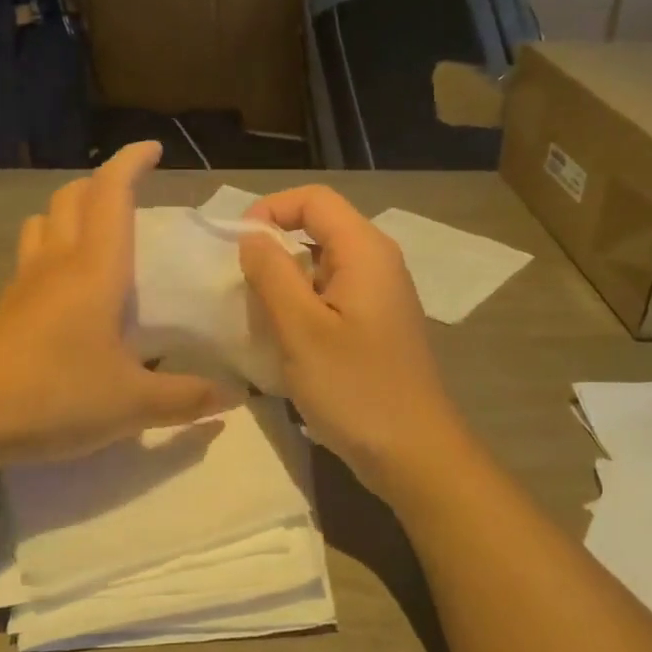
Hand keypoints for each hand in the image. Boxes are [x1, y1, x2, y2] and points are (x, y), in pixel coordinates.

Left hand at [0, 142, 231, 465]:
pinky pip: (31, 258)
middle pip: (72, 197)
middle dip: (102, 182)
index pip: (111, 193)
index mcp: (95, 269)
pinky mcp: (4, 310)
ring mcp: (24, 284)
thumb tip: (232, 396)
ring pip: (44, 223)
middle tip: (132, 195)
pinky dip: (52, 250)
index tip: (153, 149)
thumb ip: (186, 398)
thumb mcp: (132, 404)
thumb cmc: (53, 396)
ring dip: (71, 211)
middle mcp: (57, 263)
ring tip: (97, 233)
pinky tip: (68, 289)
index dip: (131, 162)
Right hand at [238, 186, 471, 496]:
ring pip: (322, 264)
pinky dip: (303, 306)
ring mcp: (380, 294)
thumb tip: (252, 237)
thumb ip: (272, 273)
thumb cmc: (355, 388)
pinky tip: (286, 342)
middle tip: (242, 288)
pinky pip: (332, 295)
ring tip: (259, 318)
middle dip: (274, 249)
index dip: (269, 210)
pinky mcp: (376, 323)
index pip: (313, 199)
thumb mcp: (301, 329)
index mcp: (365, 250)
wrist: (414, 453)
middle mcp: (378, 262)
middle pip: (318, 228)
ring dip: (286, 282)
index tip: (237, 248)